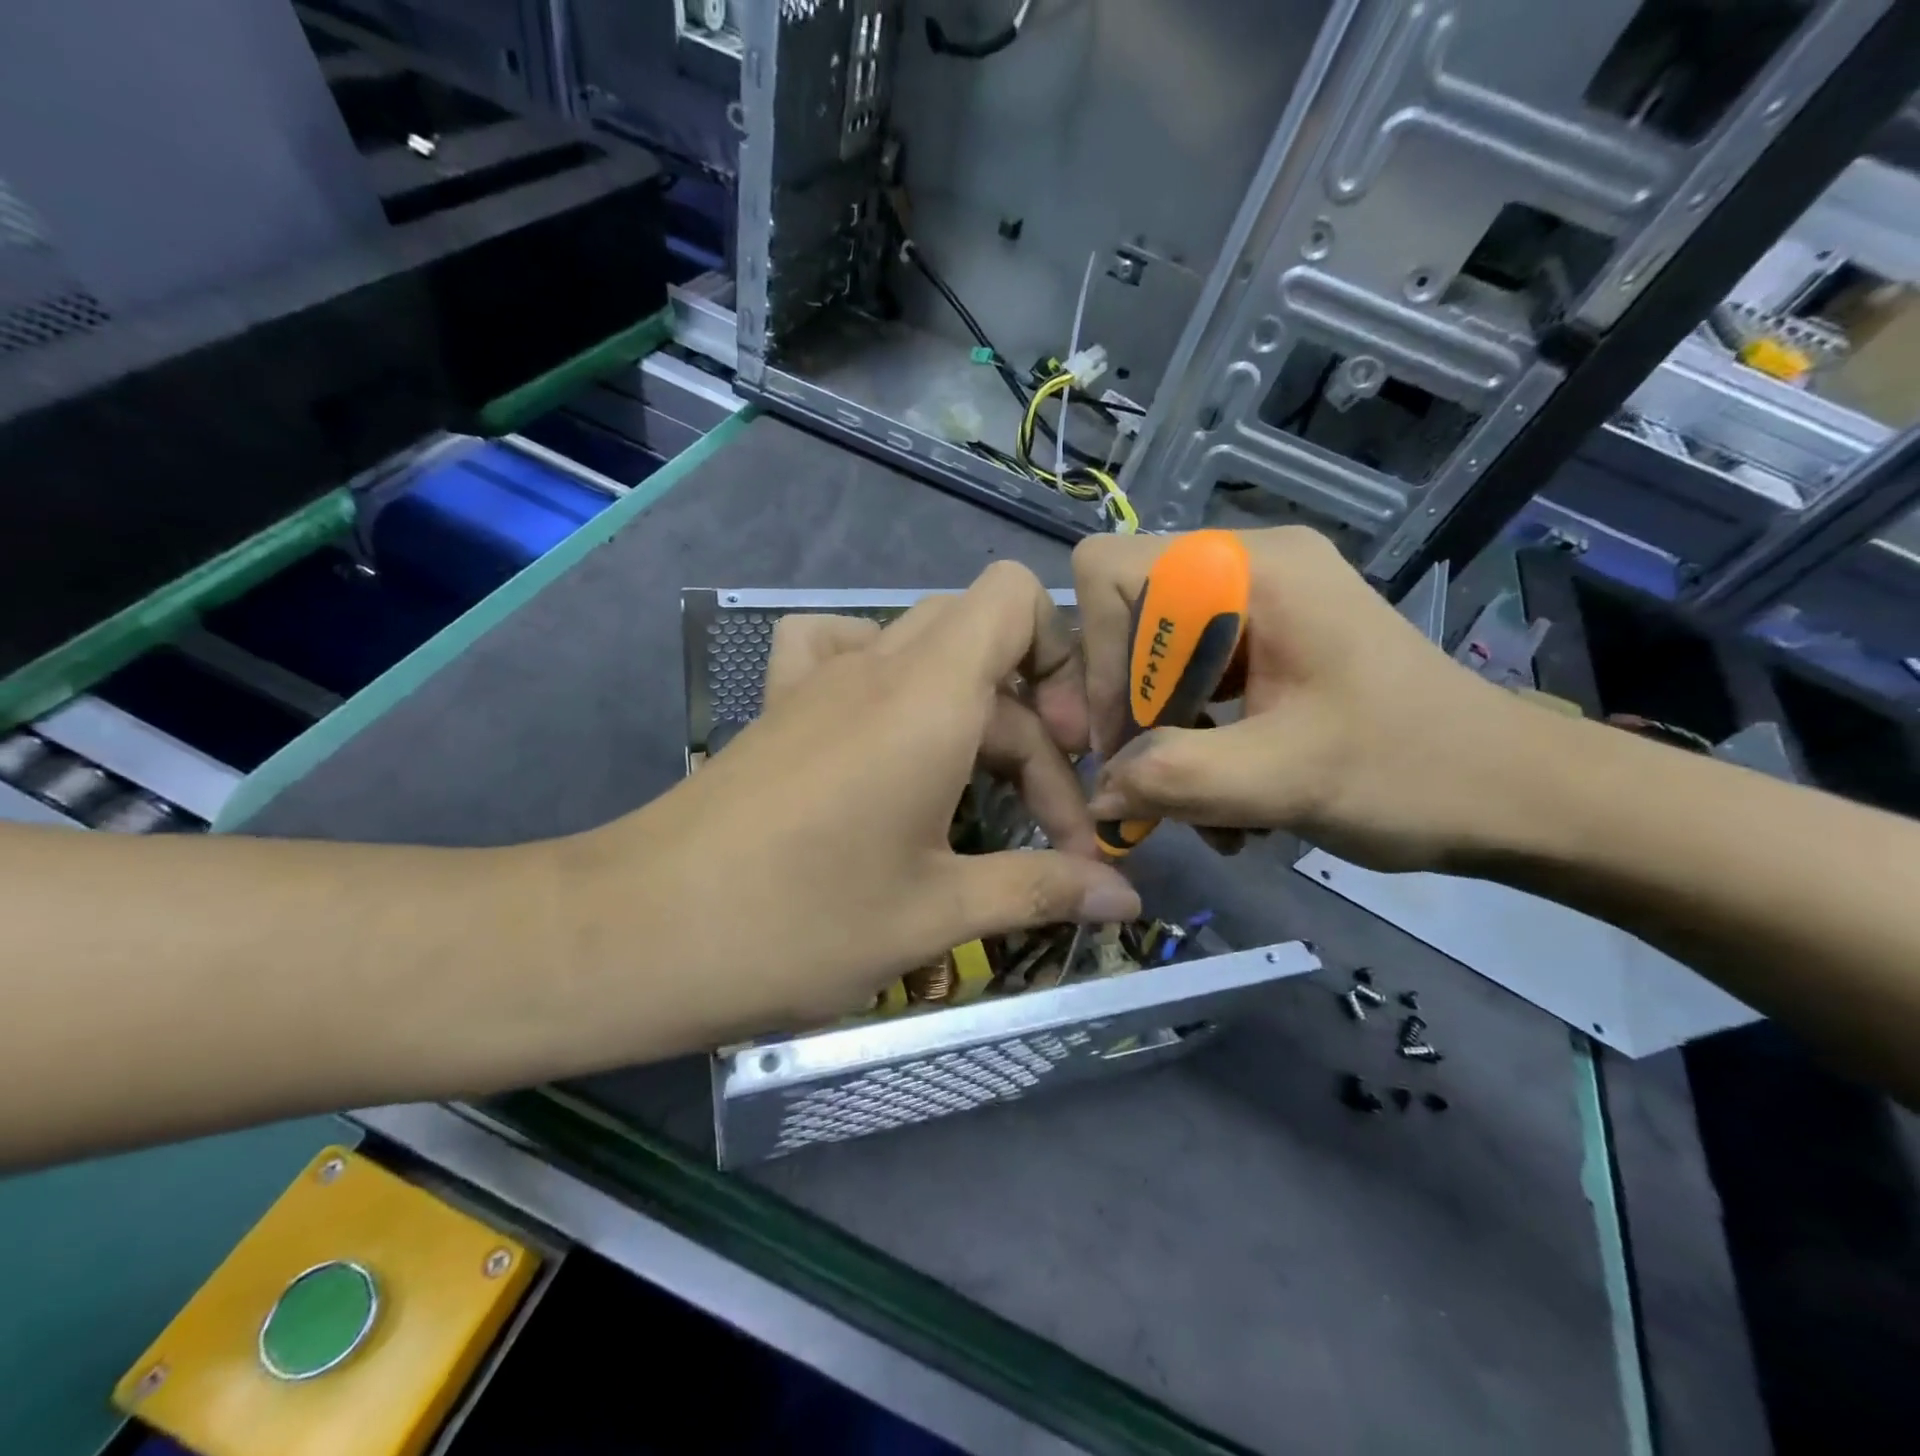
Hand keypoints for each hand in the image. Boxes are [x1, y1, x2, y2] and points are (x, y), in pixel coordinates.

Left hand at [601, 562, 1139, 1035]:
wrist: (637, 935)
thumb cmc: (798, 923)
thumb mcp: (935, 912)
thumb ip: (1041, 890)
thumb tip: (1128, 901)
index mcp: (928, 697)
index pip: (1016, 597)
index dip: (1063, 659)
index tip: (1075, 759)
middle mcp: (877, 666)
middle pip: (987, 648)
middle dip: (1035, 730)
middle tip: (1046, 825)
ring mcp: (819, 681)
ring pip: (927, 656)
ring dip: (972, 713)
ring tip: (979, 790)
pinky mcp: (782, 708)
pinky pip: (844, 652)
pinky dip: (886, 680)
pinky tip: (890, 740)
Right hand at [1075, 527, 1532, 872]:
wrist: (1518, 796)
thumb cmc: (1415, 773)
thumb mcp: (1283, 780)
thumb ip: (1171, 778)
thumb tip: (1096, 792)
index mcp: (1252, 568)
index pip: (1109, 572)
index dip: (1095, 655)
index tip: (1117, 739)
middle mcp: (1247, 569)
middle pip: (1128, 622)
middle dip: (1132, 713)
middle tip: (1147, 791)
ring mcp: (1260, 606)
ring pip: (1156, 662)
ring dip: (1163, 741)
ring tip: (1196, 810)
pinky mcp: (1270, 644)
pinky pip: (1194, 683)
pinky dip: (1193, 744)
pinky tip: (1222, 801)